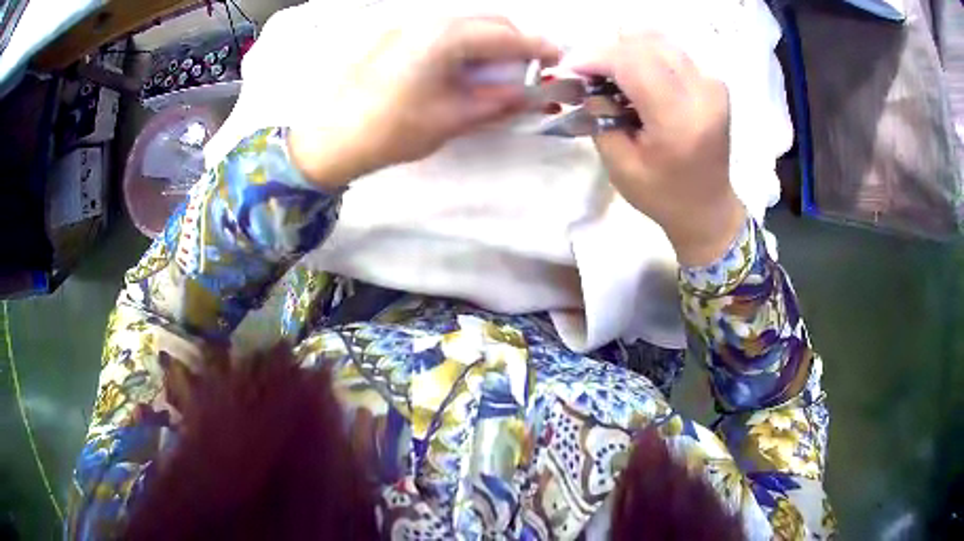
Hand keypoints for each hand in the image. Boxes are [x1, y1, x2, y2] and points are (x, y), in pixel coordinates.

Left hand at [288, 17, 558, 188]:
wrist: (332, 139)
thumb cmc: (392, 131)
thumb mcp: (452, 119)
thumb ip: (496, 101)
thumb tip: (529, 95)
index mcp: (444, 37)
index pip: (505, 35)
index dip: (537, 47)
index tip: (558, 60)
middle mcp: (428, 22)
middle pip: (487, 21)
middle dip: (516, 41)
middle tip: (531, 68)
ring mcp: (409, 27)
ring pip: (466, 25)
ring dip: (491, 42)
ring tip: (501, 71)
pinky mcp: (397, 38)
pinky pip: (444, 32)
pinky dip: (466, 45)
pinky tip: (467, 67)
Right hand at [574, 34, 745, 266]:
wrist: (707, 208)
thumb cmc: (662, 195)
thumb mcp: (619, 165)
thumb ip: (600, 116)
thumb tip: (588, 80)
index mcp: (680, 120)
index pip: (632, 63)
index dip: (595, 57)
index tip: (571, 68)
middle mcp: (702, 94)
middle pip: (645, 43)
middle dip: (609, 51)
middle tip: (591, 74)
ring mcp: (712, 84)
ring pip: (659, 40)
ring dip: (628, 51)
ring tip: (614, 77)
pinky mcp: (714, 83)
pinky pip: (672, 52)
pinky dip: (648, 56)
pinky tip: (639, 80)